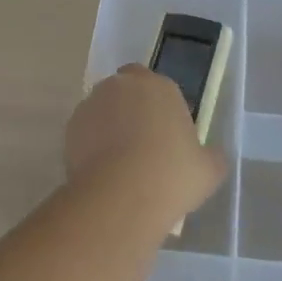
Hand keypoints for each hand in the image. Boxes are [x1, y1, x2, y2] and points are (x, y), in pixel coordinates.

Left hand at [66, 66, 226, 227]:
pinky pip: (85, 131)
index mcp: (160, 86)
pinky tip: (102, 172)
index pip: (157, 84)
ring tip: (119, 162)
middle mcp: (122, 86)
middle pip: (126, 90)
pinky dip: (91, 144)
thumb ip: (211, 156)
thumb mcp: (209, 170)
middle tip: (142, 144)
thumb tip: (210, 156)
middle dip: (131, 109)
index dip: (160, 106)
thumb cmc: (172, 176)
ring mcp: (92, 104)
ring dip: (109, 125)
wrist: (121, 197)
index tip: (166, 133)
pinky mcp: (70, 127)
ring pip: (103, 109)